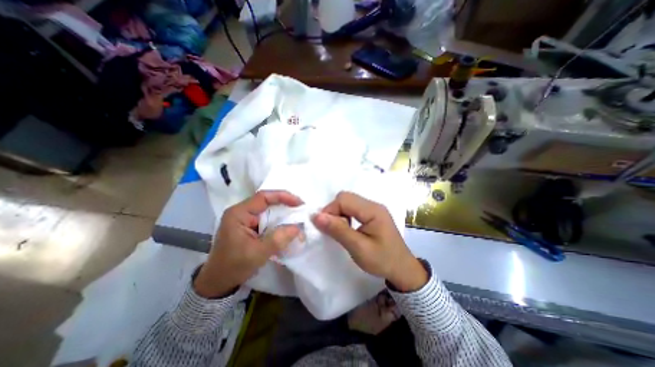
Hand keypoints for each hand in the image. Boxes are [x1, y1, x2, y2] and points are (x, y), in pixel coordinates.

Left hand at [193, 190, 304, 299]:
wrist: (218, 283)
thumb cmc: (233, 266)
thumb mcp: (257, 253)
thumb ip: (278, 239)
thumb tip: (298, 228)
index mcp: (238, 213)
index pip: (263, 197)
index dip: (283, 196)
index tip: (299, 203)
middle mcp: (241, 212)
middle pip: (266, 202)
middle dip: (285, 204)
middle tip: (301, 209)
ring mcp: (245, 219)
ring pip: (268, 210)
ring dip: (282, 214)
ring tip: (297, 217)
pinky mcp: (249, 226)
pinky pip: (266, 219)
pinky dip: (278, 222)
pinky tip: (287, 226)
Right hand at [313, 192, 430, 292]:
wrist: (402, 269)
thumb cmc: (382, 260)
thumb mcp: (359, 248)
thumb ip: (338, 230)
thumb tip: (316, 216)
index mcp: (373, 210)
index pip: (344, 199)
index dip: (330, 211)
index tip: (324, 228)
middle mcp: (373, 205)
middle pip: (345, 198)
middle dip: (334, 211)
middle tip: (333, 230)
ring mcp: (373, 208)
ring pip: (348, 202)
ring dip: (339, 214)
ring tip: (341, 231)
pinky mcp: (372, 214)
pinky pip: (353, 208)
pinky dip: (345, 216)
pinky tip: (348, 228)